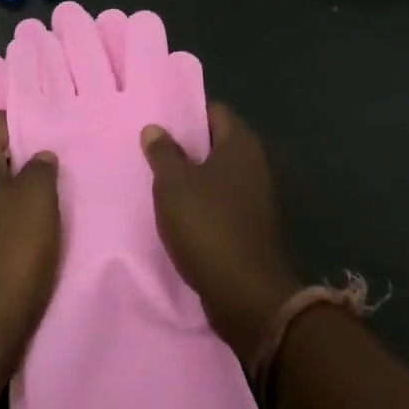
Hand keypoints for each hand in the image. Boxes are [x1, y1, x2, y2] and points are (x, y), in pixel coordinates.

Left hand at [0, 112, 61, 385]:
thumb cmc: (13, 251)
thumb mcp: (38, 198)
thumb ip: (42, 167)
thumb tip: (40, 157)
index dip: (22, 118)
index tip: (53, 124)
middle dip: (29, 152)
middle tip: (64, 153)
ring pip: (1, 186)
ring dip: (28, 186)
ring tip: (62, 187)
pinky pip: (2, 216)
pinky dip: (22, 215)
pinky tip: (47, 224)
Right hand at [141, 103, 301, 365]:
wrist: (247, 298)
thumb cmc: (208, 226)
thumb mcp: (173, 184)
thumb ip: (163, 152)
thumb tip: (155, 129)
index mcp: (240, 144)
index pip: (214, 111)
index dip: (187, 114)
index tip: (160, 123)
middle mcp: (253, 164)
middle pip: (214, 143)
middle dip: (186, 147)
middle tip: (153, 150)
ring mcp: (255, 198)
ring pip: (216, 175)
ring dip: (191, 178)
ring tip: (158, 182)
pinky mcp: (250, 228)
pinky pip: (220, 203)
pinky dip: (201, 205)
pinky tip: (176, 214)